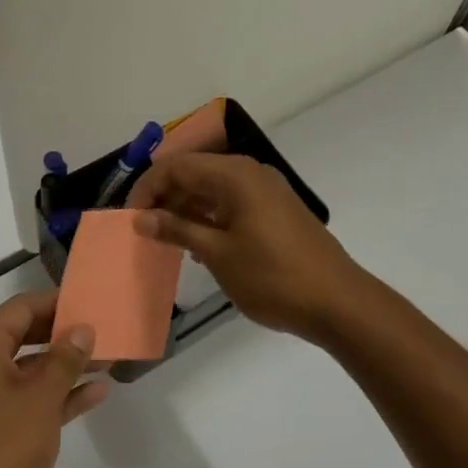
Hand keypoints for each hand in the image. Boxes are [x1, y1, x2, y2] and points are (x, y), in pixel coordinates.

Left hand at [0, 290, 107, 467]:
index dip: (56, 303)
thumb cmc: (3, 448)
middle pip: (25, 336)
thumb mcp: (42, 398)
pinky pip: (26, 399)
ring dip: (65, 366)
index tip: (90, 302)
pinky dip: (55, 395)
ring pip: (28, 370)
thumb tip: (82, 329)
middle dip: (64, 335)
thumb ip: (65, 358)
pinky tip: (94, 394)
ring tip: (107, 359)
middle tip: (102, 330)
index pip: (21, 308)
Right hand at [129, 153, 373, 343]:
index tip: (129, 219)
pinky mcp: (276, 211)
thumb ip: (177, 230)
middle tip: (143, 232)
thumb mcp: (218, 254)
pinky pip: (232, 203)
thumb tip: (141, 218)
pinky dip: (210, 218)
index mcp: (234, 175)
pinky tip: (197, 245)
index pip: (177, 166)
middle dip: (165, 198)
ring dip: (186, 209)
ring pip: (213, 189)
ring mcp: (266, 191)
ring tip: (165, 240)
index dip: (147, 188)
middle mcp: (250, 173)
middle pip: (195, 173)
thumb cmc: (272, 277)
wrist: (337, 302)